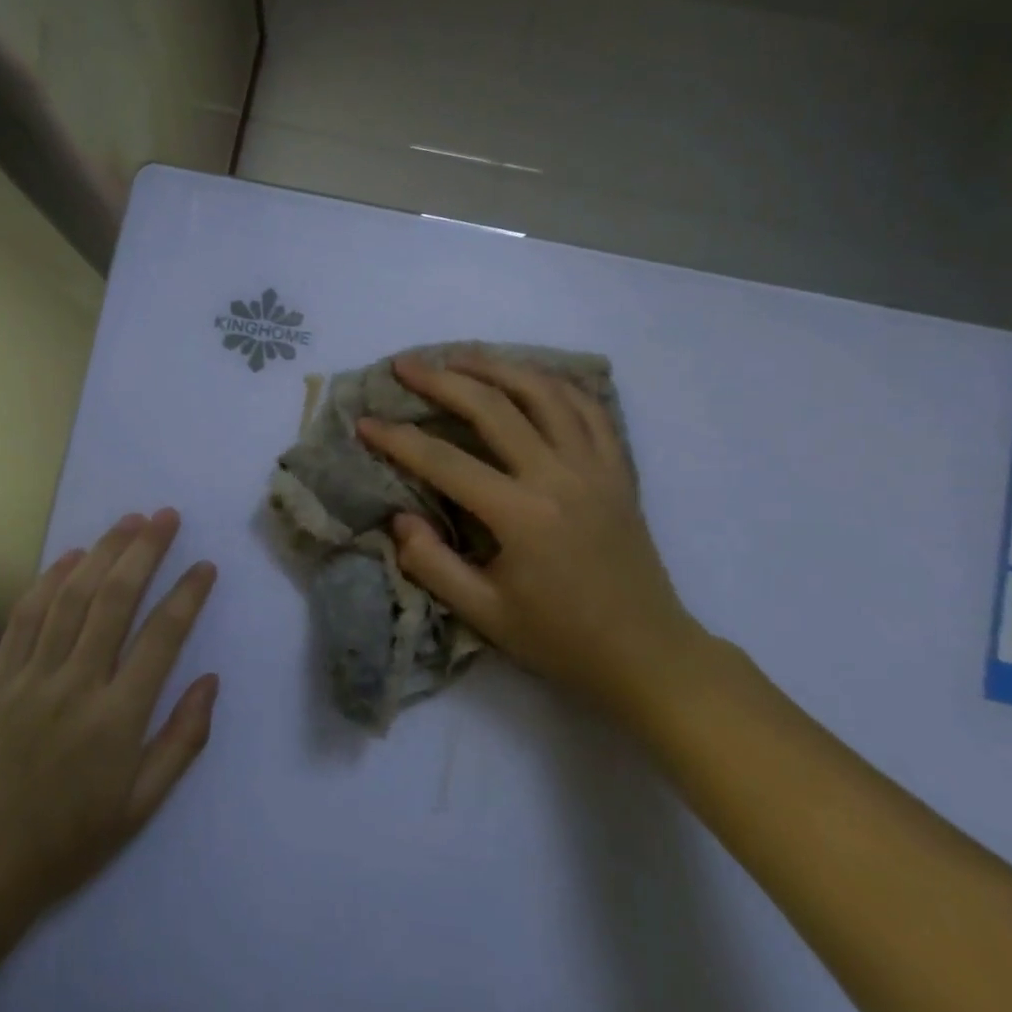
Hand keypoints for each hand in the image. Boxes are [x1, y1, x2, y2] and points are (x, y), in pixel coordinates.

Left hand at [0, 510, 218, 916]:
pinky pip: (25, 616)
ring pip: (71, 598)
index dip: (187, 595)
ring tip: (129, 521)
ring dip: (102, 552)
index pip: (161, 638)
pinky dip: (49, 580)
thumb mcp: (143, 804)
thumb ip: (183, 739)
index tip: (205, 566)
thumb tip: (210, 680)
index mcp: (117, 719)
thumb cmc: (74, 837)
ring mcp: (32, 677)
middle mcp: (76, 686)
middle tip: (166, 516)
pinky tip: (71, 556)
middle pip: (114, 600)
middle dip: (144, 551)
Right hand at [358, 353, 712, 722]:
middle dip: (442, 381)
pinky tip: (531, 378)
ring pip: (545, 393)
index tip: (364, 422)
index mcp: (522, 515)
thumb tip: (400, 518)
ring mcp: (596, 467)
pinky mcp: (619, 470)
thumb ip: (432, 564)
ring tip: (461, 356)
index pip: (445, 461)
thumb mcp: (484, 614)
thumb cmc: (560, 640)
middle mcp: (560, 477)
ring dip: (498, 367)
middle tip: (405, 365)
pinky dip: (556, 384)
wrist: (647, 655)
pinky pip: (590, 409)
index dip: (398, 439)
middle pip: (494, 407)